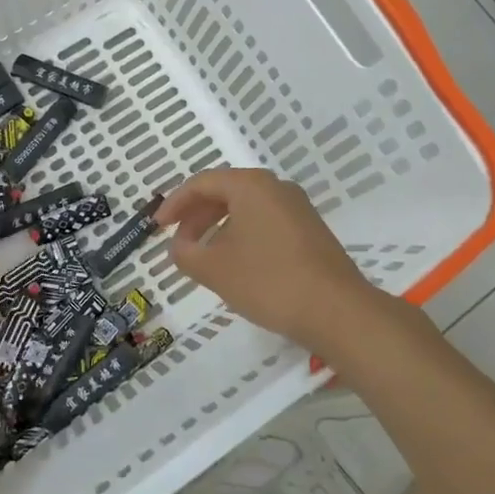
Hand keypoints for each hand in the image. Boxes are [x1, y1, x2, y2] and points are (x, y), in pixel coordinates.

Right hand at [156, 167, 382, 351]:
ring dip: (218, 227)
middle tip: (178, 241)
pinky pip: (265, 222)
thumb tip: (178, 246)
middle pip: (225, 191)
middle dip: (196, 216)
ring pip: (246, 208)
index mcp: (251, 186)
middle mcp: (276, 188)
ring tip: (203, 256)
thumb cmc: (268, 281)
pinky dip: (242, 235)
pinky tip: (236, 263)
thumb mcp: (215, 269)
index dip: (175, 204)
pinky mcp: (310, 231)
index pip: (202, 183)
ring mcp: (298, 209)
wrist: (337, 311)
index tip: (157, 227)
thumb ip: (186, 253)